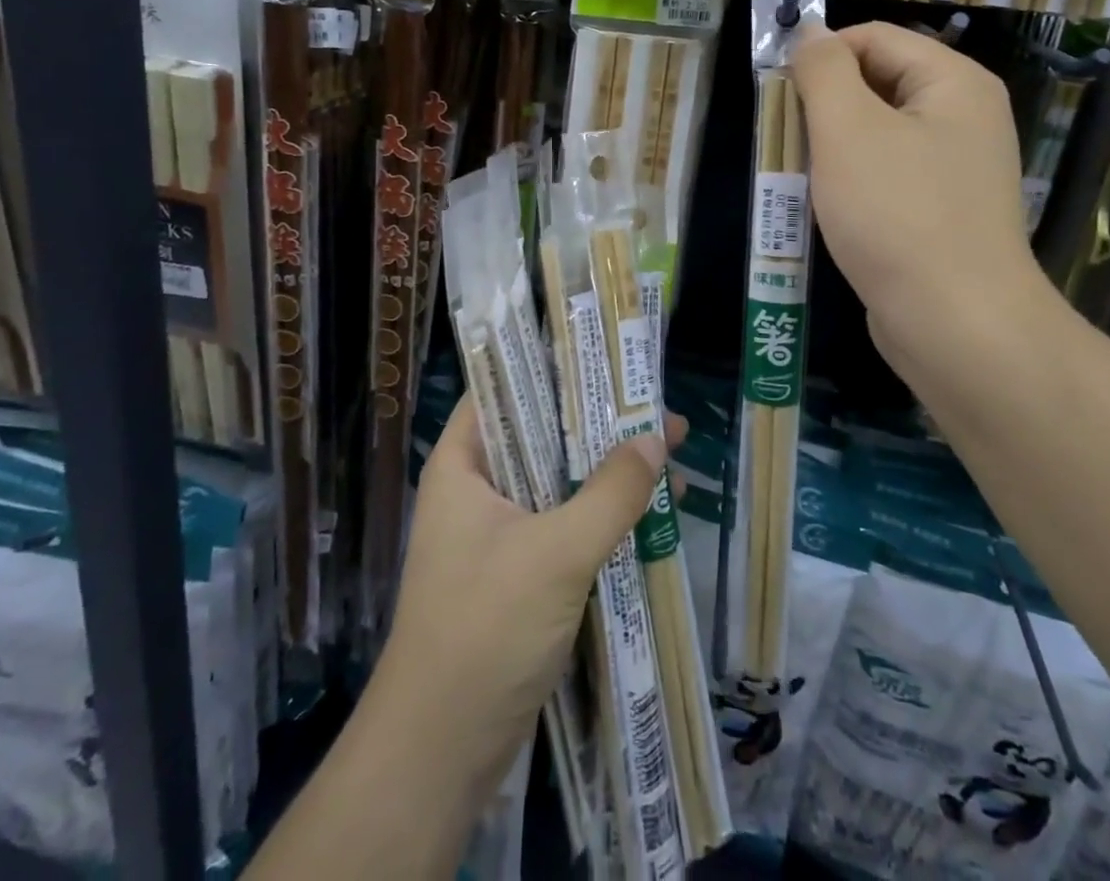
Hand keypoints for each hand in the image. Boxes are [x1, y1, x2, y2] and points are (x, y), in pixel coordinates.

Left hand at [373, 399, 683, 791]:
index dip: (552, 367)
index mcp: (463, 464)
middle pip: (540, 434)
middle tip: (654, 405)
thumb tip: (656, 436)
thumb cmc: (486, 629)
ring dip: (607, 471)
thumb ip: (610, 492)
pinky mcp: (517, 573)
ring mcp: (496, 534)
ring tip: (668, 453)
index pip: (504, 389)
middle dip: (598, 423)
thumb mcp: (557, 552)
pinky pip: (564, 524)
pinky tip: (649, 512)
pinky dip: (602, 514)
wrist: (441, 752)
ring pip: (557, 481)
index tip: (605, 356)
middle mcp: (476, 489)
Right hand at [791, 23, 1061, 396]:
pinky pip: (886, 176)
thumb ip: (823, 71)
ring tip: (797, 175)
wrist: (956, 325)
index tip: (778, 94)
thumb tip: (810, 35)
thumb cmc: (897, 215)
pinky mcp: (940, 211)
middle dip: (823, 105)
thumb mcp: (848, 130)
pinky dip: (851, 182)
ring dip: (831, 148)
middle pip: (877, 83)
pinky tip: (826, 208)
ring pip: (877, 134)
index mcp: (954, 82)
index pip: (874, 38)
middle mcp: (964, 117)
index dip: (821, 56)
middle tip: (783, 139)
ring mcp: (955, 168)